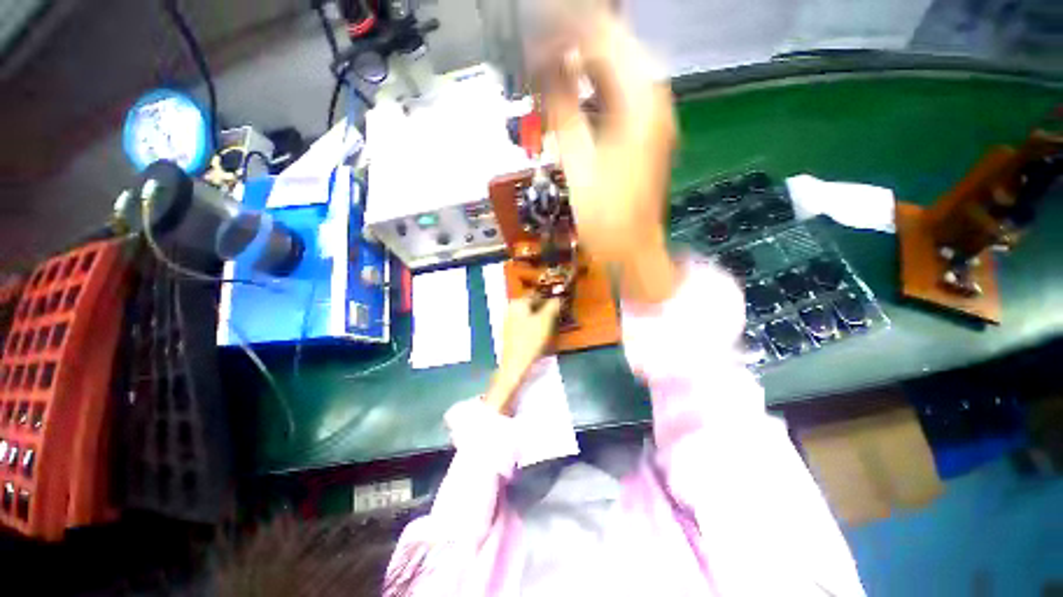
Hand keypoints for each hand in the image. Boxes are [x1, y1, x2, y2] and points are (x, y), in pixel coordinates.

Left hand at [483, 296, 561, 414]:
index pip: (537, 293)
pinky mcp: (511, 333)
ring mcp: (510, 321)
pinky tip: (543, 332)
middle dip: (546, 306)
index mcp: (518, 302)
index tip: (561, 301)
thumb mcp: (545, 321)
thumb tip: (559, 296)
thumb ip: (553, 306)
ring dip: (542, 316)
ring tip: (554, 322)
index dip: (550, 296)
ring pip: (530, 314)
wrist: (515, 365)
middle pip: (532, 303)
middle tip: (559, 312)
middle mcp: (511, 308)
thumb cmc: (530, 340)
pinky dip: (535, 324)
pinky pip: (526, 323)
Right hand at [542, 15, 680, 304]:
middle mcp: (652, 100)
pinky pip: (616, 95)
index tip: (537, 29)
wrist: (630, 247)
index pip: (606, 39)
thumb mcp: (577, 162)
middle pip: (614, 49)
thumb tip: (547, 69)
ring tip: (547, 63)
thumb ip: (563, 110)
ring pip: (615, 71)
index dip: (569, 29)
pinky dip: (591, 88)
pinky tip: (570, 91)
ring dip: (582, 64)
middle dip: (574, 42)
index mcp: (641, 102)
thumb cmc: (604, 215)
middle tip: (537, 46)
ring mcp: (650, 117)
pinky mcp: (641, 132)